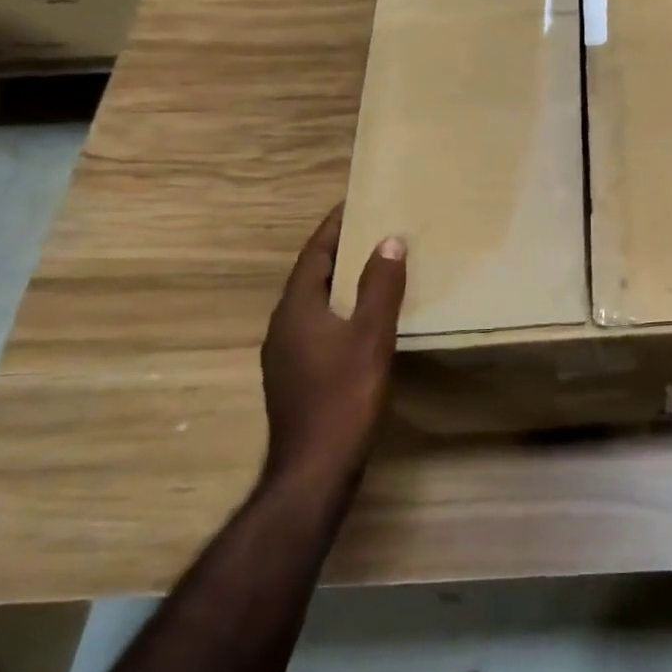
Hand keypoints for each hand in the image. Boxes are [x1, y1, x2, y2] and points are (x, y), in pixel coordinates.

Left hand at [259, 205, 406, 489]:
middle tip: (372, 231)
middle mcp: (283, 327)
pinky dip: (339, 310)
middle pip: (311, 277)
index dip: (334, 228)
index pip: (314, 255)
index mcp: (296, 310)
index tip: (355, 204)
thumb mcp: (371, 336)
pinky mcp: (296, 377)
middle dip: (339, 252)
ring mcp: (286, 356)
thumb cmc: (344, 396)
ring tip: (372, 269)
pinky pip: (317, 328)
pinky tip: (362, 321)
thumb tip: (389, 240)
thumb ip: (381, 287)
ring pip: (314, 305)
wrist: (315, 468)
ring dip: (339, 283)